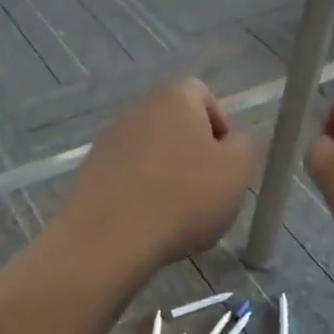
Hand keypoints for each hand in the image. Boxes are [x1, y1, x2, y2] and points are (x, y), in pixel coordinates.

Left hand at [58, 77, 256, 267]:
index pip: (203, 95)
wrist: (109, 239)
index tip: (225, 163)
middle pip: (176, 126)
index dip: (220, 126)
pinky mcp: (90, 172)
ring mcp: (108, 141)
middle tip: (206, 193)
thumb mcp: (238, 171)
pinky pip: (127, 178)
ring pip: (151, 154)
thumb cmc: (184, 198)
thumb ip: (243, 146)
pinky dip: (141, 195)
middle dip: (193, 156)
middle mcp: (138, 110)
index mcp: (175, 98)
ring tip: (176, 217)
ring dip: (166, 177)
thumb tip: (230, 143)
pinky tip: (147, 226)